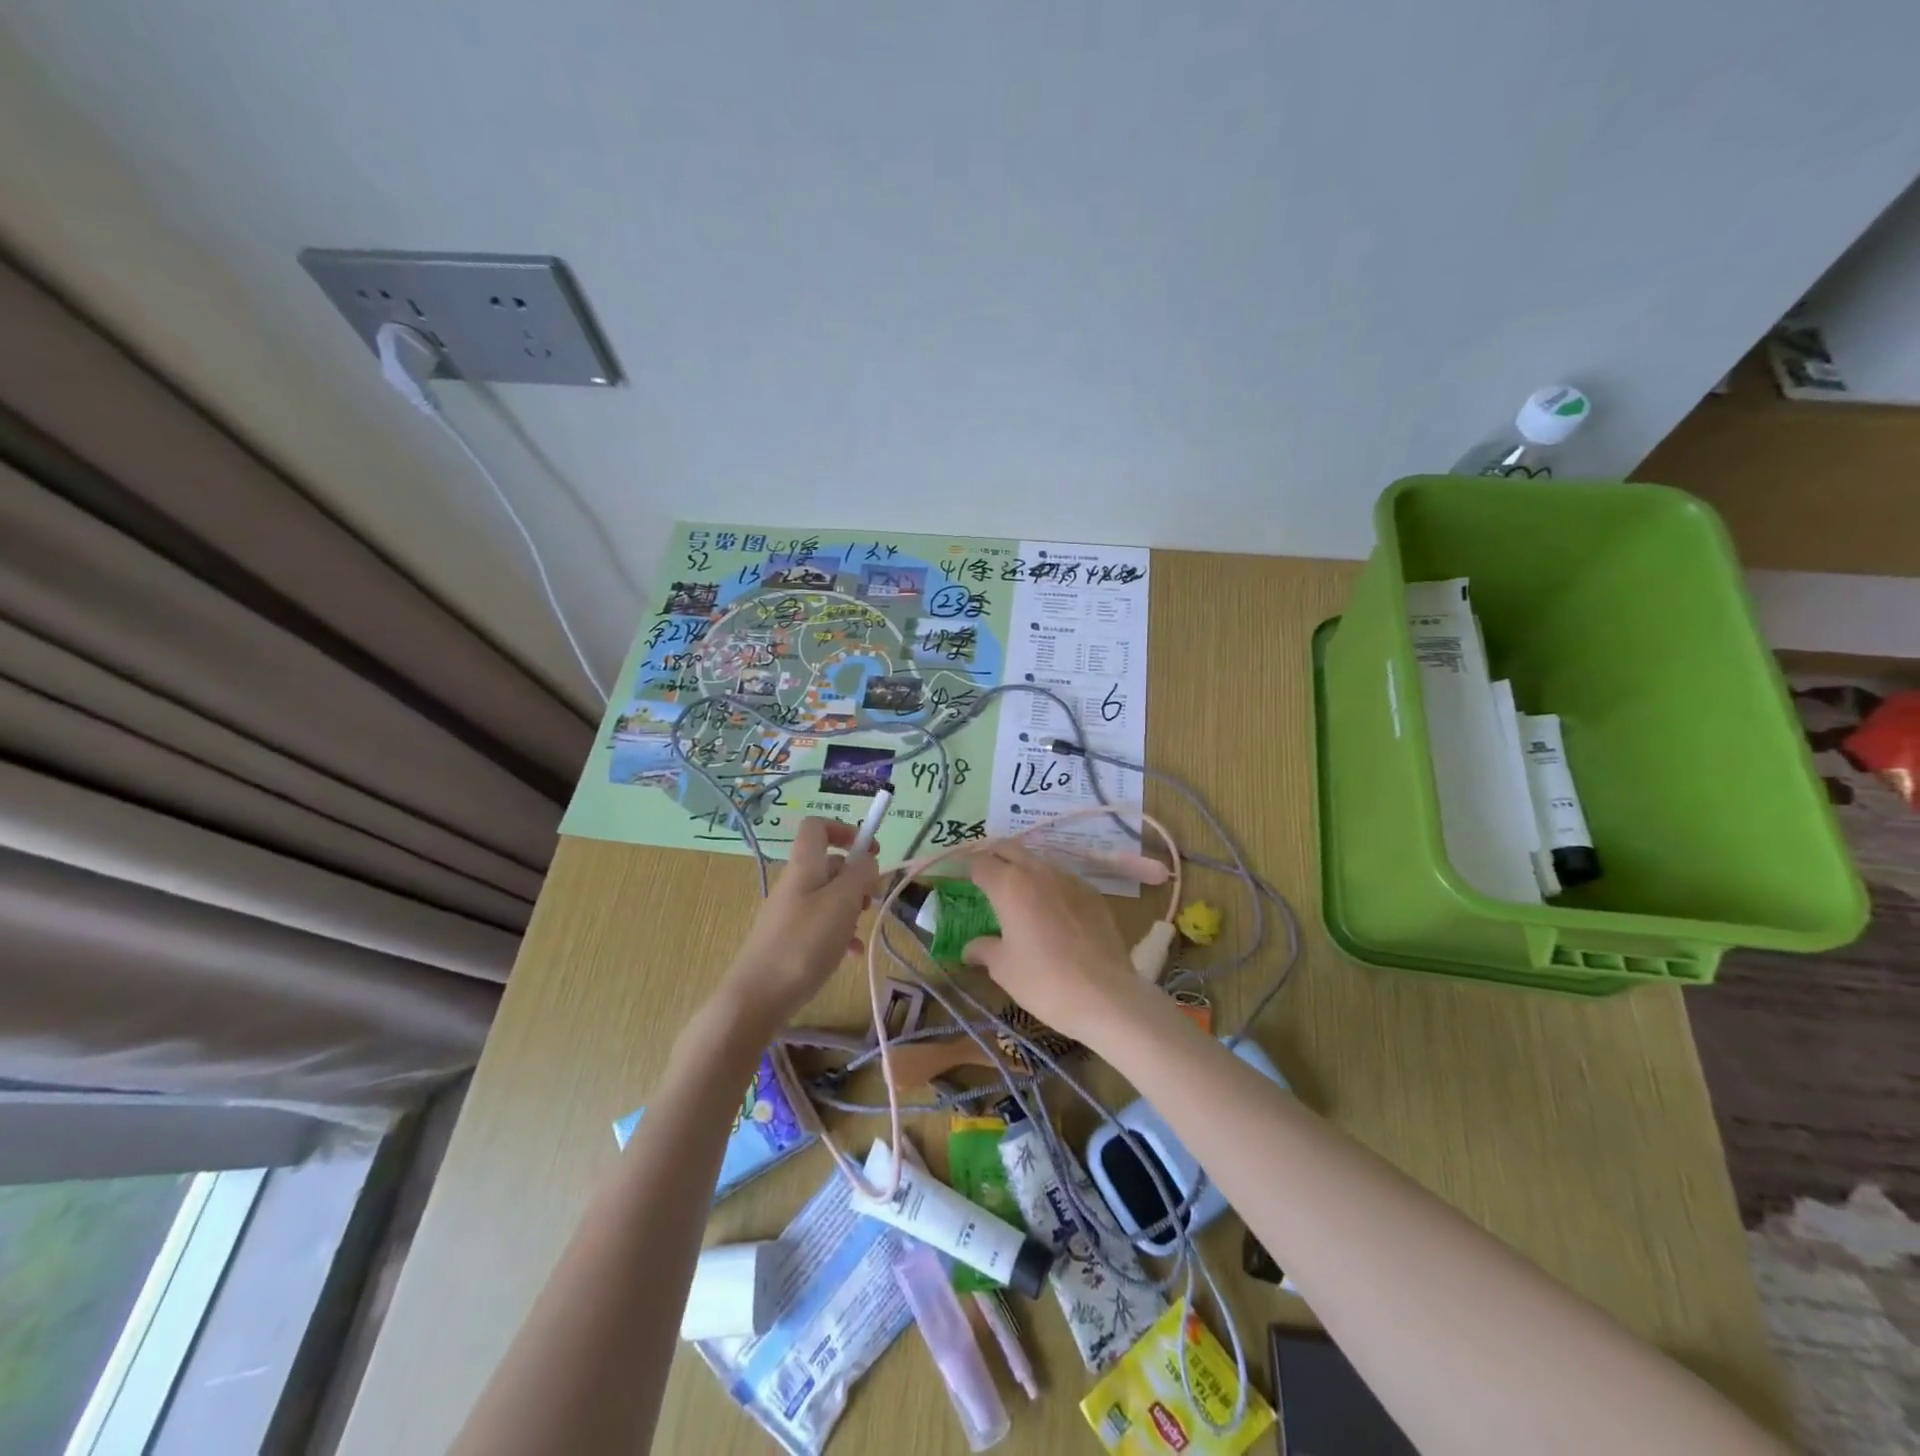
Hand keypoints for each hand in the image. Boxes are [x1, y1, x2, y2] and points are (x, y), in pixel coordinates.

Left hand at [721, 816, 879, 1031]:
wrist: (757, 998)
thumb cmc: (803, 943)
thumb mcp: (842, 903)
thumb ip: (859, 875)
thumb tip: (866, 859)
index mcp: (804, 865)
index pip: (818, 826)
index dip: (845, 830)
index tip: (870, 850)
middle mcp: (795, 883)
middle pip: (830, 864)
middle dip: (857, 878)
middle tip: (872, 899)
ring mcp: (790, 912)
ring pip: (829, 896)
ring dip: (852, 907)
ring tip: (861, 930)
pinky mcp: (790, 939)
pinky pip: (822, 925)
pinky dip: (840, 933)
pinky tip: (852, 955)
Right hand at [961, 841, 1145, 1047]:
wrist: (1106, 996)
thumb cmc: (1044, 981)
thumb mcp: (1003, 968)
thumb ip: (983, 949)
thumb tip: (969, 948)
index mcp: (1009, 885)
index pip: (980, 863)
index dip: (966, 868)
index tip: (959, 877)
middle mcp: (1039, 871)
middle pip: (1009, 849)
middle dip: (993, 856)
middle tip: (983, 873)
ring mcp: (1070, 879)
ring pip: (1038, 861)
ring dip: (1023, 869)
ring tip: (1016, 891)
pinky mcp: (1093, 893)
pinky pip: (1063, 879)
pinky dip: (1049, 885)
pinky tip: (1050, 909)